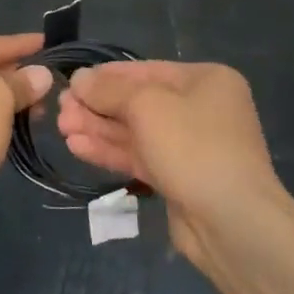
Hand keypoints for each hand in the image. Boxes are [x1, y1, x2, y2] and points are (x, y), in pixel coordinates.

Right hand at [58, 61, 285, 260]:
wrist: (233, 223)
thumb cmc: (193, 146)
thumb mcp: (146, 105)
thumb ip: (108, 90)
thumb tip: (79, 79)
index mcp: (205, 80)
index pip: (145, 70)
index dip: (105, 76)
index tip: (71, 82)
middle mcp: (200, 108)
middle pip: (138, 101)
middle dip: (98, 106)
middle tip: (60, 109)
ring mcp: (191, 146)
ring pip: (135, 131)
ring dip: (98, 128)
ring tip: (62, 128)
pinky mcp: (179, 178)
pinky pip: (139, 156)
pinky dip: (110, 150)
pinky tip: (77, 147)